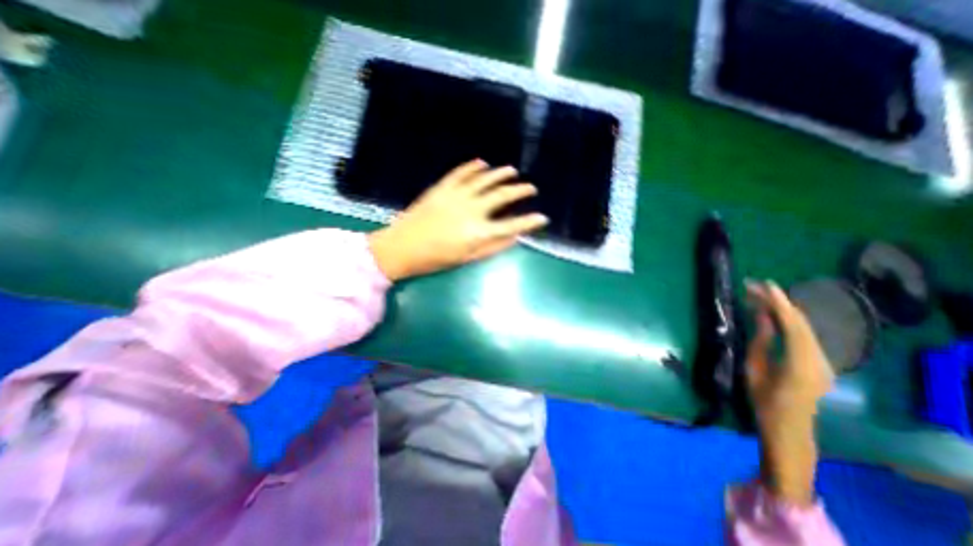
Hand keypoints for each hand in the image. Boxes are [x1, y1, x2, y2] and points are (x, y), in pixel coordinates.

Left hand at [367, 161, 545, 280]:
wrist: (402, 247)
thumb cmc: (436, 259)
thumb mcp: (468, 259)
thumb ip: (493, 247)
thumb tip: (514, 237)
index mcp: (479, 232)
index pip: (512, 225)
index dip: (529, 221)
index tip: (542, 218)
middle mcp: (472, 209)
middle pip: (502, 195)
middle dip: (520, 190)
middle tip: (531, 187)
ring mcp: (456, 195)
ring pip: (485, 179)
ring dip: (501, 174)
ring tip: (513, 171)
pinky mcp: (442, 187)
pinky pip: (461, 172)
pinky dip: (473, 166)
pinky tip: (483, 163)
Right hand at [746, 281, 831, 508]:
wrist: (789, 426)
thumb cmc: (763, 399)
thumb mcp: (754, 368)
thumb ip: (761, 341)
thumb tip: (762, 316)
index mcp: (799, 363)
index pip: (792, 325)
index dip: (778, 303)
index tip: (764, 285)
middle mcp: (819, 359)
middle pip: (800, 323)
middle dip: (778, 302)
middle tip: (755, 287)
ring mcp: (823, 361)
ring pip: (803, 327)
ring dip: (782, 310)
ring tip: (759, 297)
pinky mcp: (820, 362)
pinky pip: (804, 335)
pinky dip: (788, 321)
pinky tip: (773, 314)